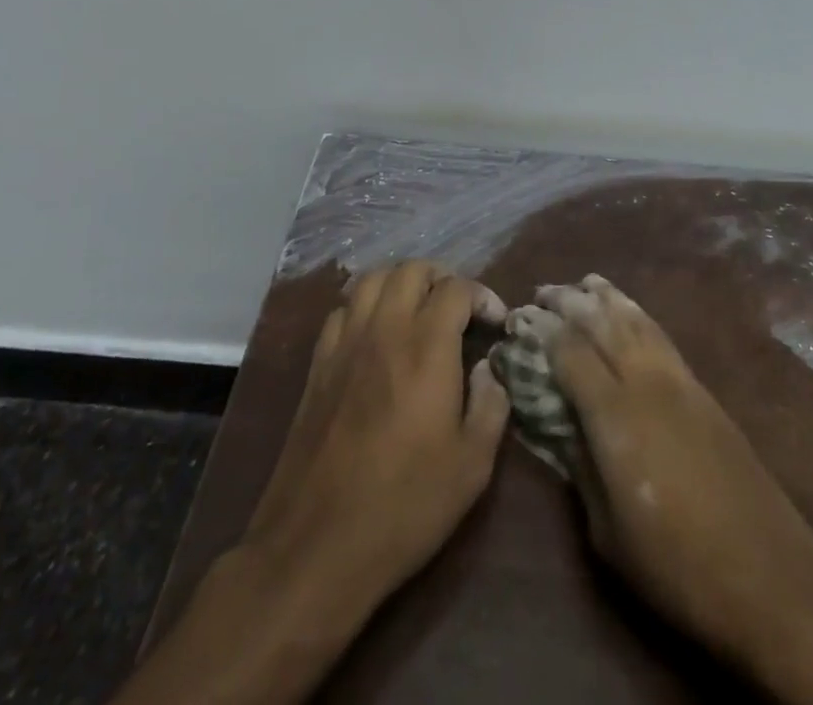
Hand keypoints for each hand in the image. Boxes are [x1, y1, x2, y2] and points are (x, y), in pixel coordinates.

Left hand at [243, 260, 510, 596]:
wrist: (318, 544)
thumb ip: (491, 405)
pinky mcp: (318, 364)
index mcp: (427, 347)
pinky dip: (364, 305)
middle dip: (441, 278)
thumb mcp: (472, 465)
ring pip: (372, 279)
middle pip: (411, 269)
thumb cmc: (405, 505)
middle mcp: (384, 329)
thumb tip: (489, 369)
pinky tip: (375, 333)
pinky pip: (342, 310)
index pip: (456, 288)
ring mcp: (345, 343)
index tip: (495, 322)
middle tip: (458, 310)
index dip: (482, 296)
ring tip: (417, 310)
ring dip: (400, 283)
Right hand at [538, 276, 812, 704]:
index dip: (541, 331)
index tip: (519, 319)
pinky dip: (638, 313)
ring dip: (607, 297)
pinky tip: (630, 312)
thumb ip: (580, 468)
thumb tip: (561, 424)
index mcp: (615, 415)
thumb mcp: (607, 533)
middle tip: (543, 291)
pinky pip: (662, 334)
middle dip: (569, 301)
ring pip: (636, 319)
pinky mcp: (704, 390)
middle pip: (602, 323)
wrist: (771, 578)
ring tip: (585, 282)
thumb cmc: (677, 566)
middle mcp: (645, 382)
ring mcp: (680, 381)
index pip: (569, 351)